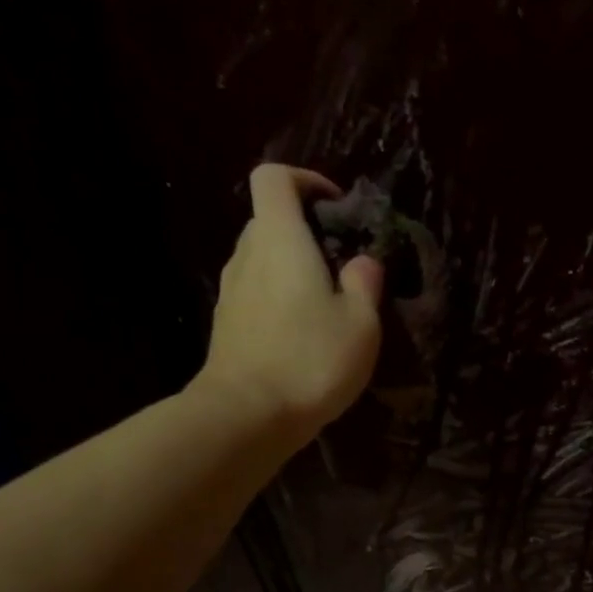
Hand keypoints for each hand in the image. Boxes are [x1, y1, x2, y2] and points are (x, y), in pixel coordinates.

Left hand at [198, 164, 384, 435]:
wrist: (248, 414)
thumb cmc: (311, 360)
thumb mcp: (361, 324)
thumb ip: (365, 284)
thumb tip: (363, 261)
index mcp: (280, 239)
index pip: (275, 178)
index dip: (305, 180)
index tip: (336, 207)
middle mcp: (247, 254)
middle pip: (269, 220)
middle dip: (305, 232)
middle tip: (341, 264)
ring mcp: (231, 291)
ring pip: (262, 260)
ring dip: (292, 270)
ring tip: (326, 305)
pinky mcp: (227, 324)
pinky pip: (256, 294)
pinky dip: (279, 299)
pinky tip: (303, 336)